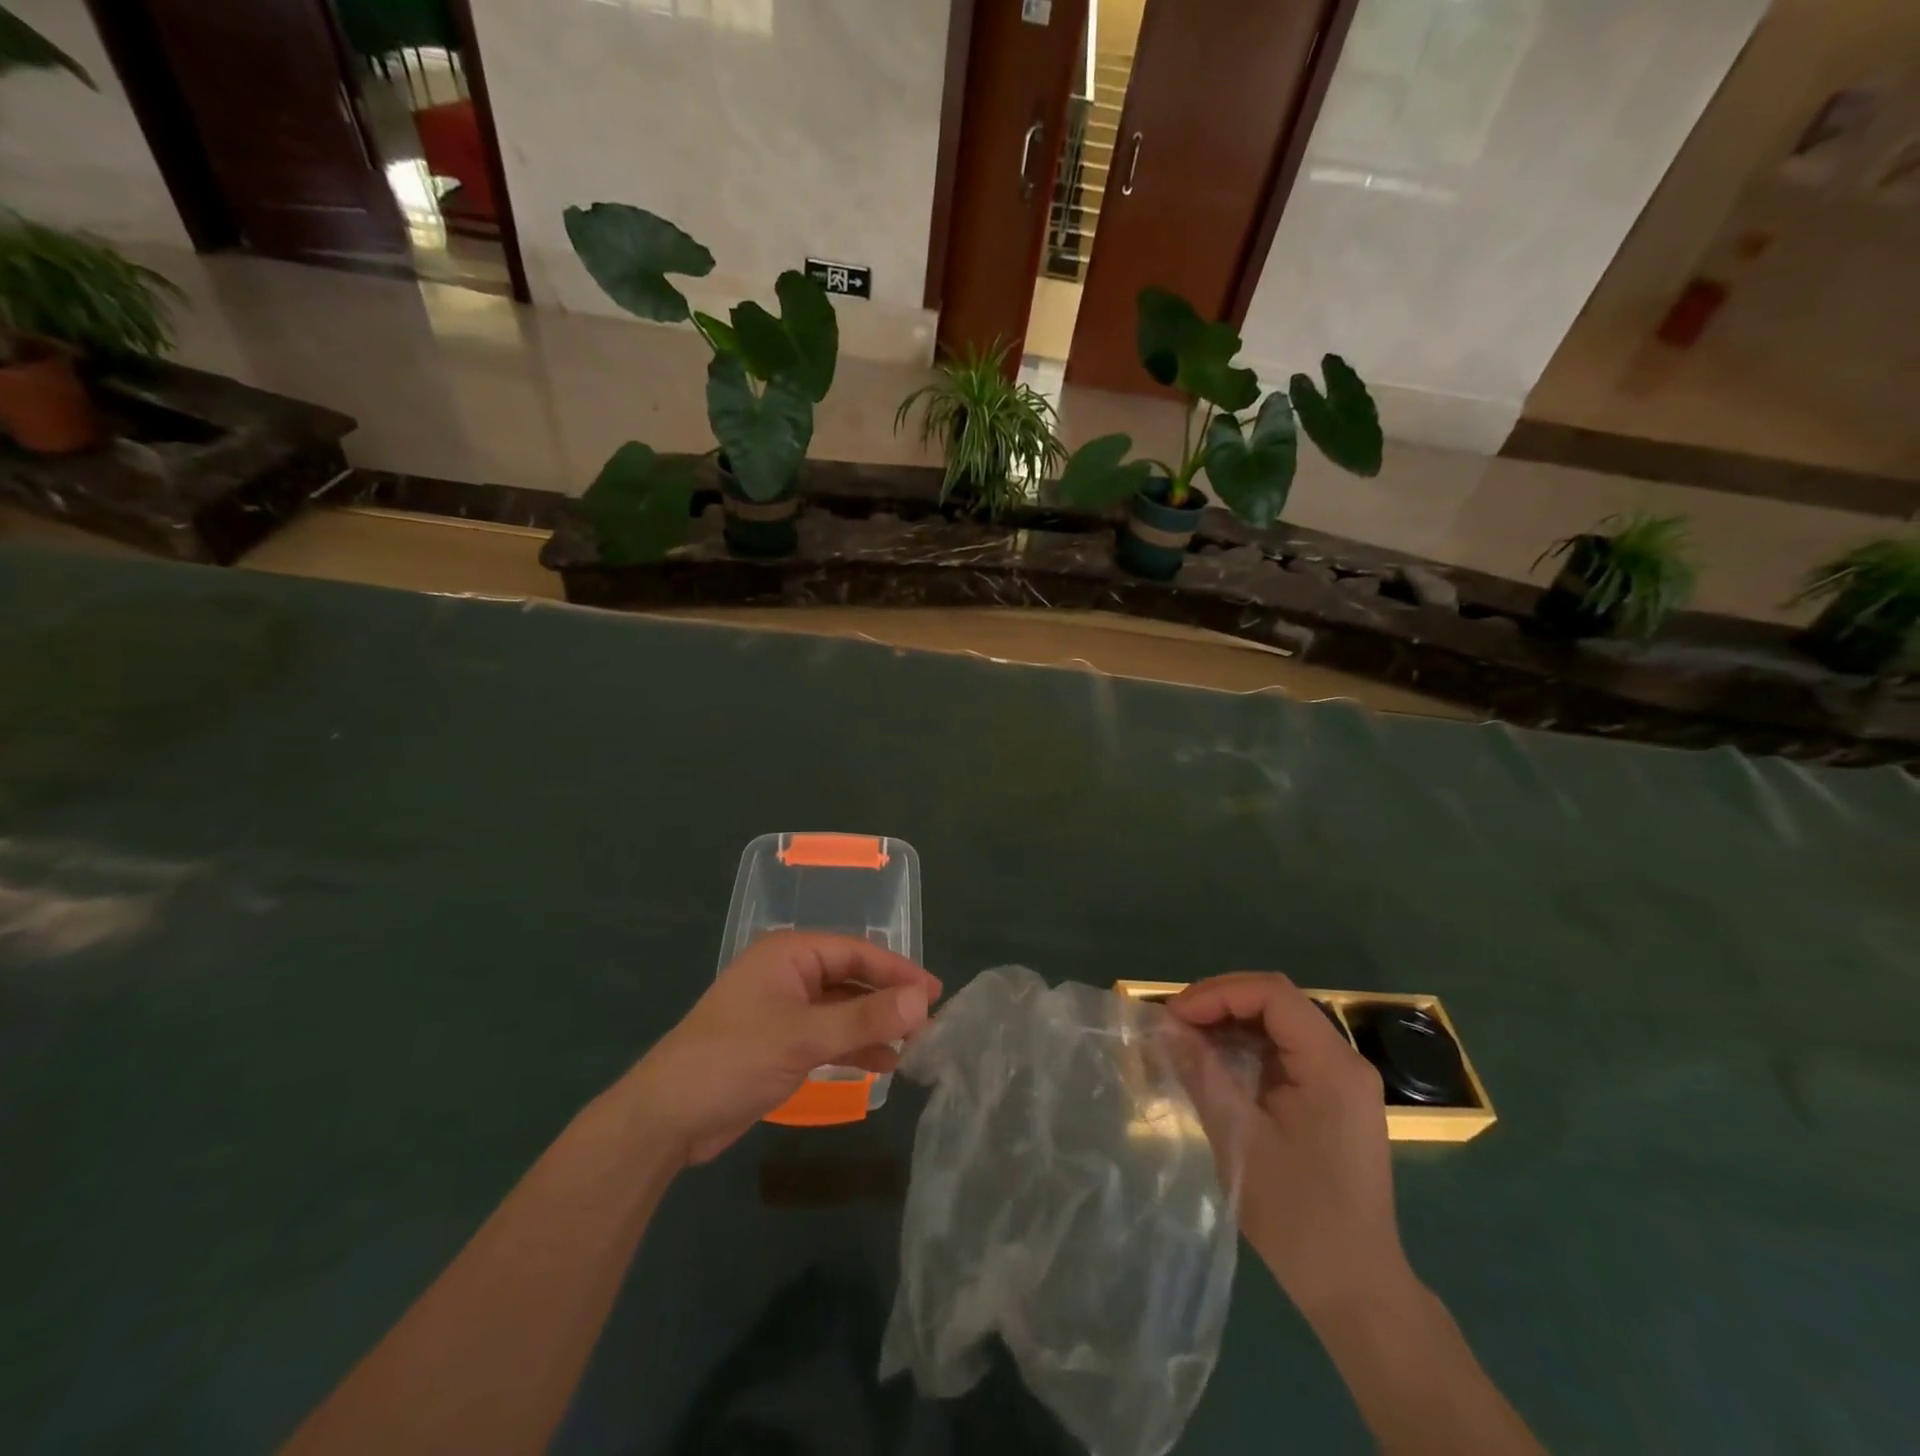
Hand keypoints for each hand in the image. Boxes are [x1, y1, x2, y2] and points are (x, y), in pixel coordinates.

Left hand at [623, 931, 940, 1167]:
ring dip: (875, 1025)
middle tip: (930, 1022)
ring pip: (842, 1009)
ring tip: (914, 1046)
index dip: (899, 971)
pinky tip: (883, 1064)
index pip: (857, 951)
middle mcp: (789, 973)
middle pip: (852, 978)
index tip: (936, 993)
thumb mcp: (805, 1037)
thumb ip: (867, 1018)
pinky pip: (828, 1035)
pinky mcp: (780, 1042)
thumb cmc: (735, 1059)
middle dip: (889, 999)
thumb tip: (923, 1001)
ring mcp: (784, 1008)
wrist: (667, 1117)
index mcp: (791, 953)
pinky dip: (854, 1046)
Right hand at [1169, 973, 1408, 1319]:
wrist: (1356, 1290)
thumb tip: (1165, 1027)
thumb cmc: (1299, 1218)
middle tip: (1174, 1024)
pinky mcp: (1332, 1098)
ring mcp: (1341, 1080)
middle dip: (1220, 1003)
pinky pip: (1284, 1052)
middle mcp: (1344, 1061)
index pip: (1272, 994)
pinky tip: (1215, 1063)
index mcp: (1332, 1066)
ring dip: (1230, 1023)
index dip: (1218, 994)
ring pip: (1278, 1024)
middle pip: (1277, 1002)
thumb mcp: (1240, 1141)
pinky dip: (1245, 1047)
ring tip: (1186, 1039)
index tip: (1176, 1017)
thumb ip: (1202, 1074)